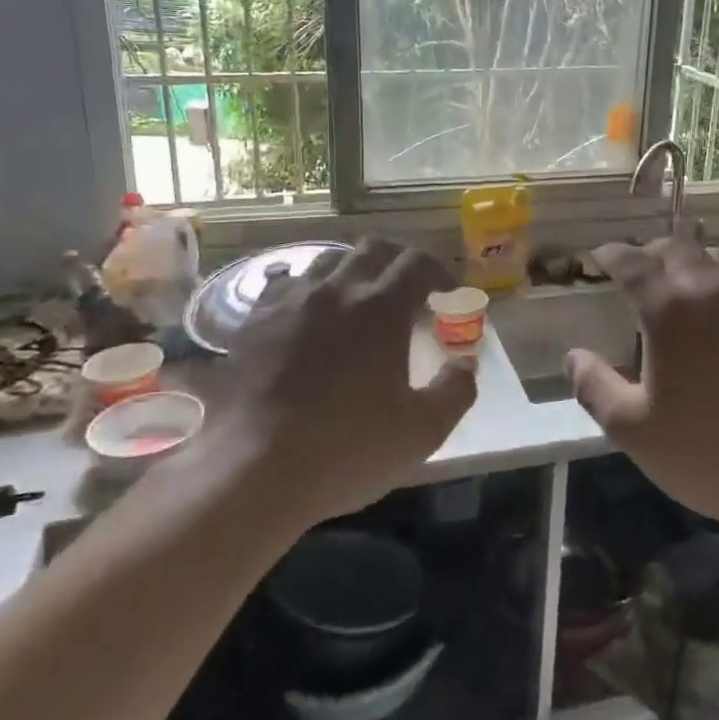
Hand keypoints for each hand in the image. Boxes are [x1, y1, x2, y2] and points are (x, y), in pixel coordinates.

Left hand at [188, 240, 477, 525]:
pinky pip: (287, 285)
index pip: (418, 263)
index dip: (439, 274)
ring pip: (328, 260)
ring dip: (353, 271)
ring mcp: (290, 302)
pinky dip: (309, 291)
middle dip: (398, 263)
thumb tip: (465, 366)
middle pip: (373, 249)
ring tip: (359, 302)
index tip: (446, 296)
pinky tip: (309, 318)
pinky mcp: (254, 322)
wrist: (253, 470)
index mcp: (381, 308)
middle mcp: (336, 290)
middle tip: (408, 293)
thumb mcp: (422, 431)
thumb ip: (455, 391)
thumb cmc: (347, 449)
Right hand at [567, 238, 718, 541]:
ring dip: (691, 262)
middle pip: (677, 248)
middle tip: (636, 272)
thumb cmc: (705, 452)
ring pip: (718, 258)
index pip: (632, 261)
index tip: (597, 257)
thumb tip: (574, 355)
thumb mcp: (631, 428)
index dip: (610, 254)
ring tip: (679, 284)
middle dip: (650, 253)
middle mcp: (713, 289)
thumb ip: (593, 386)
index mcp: (670, 308)